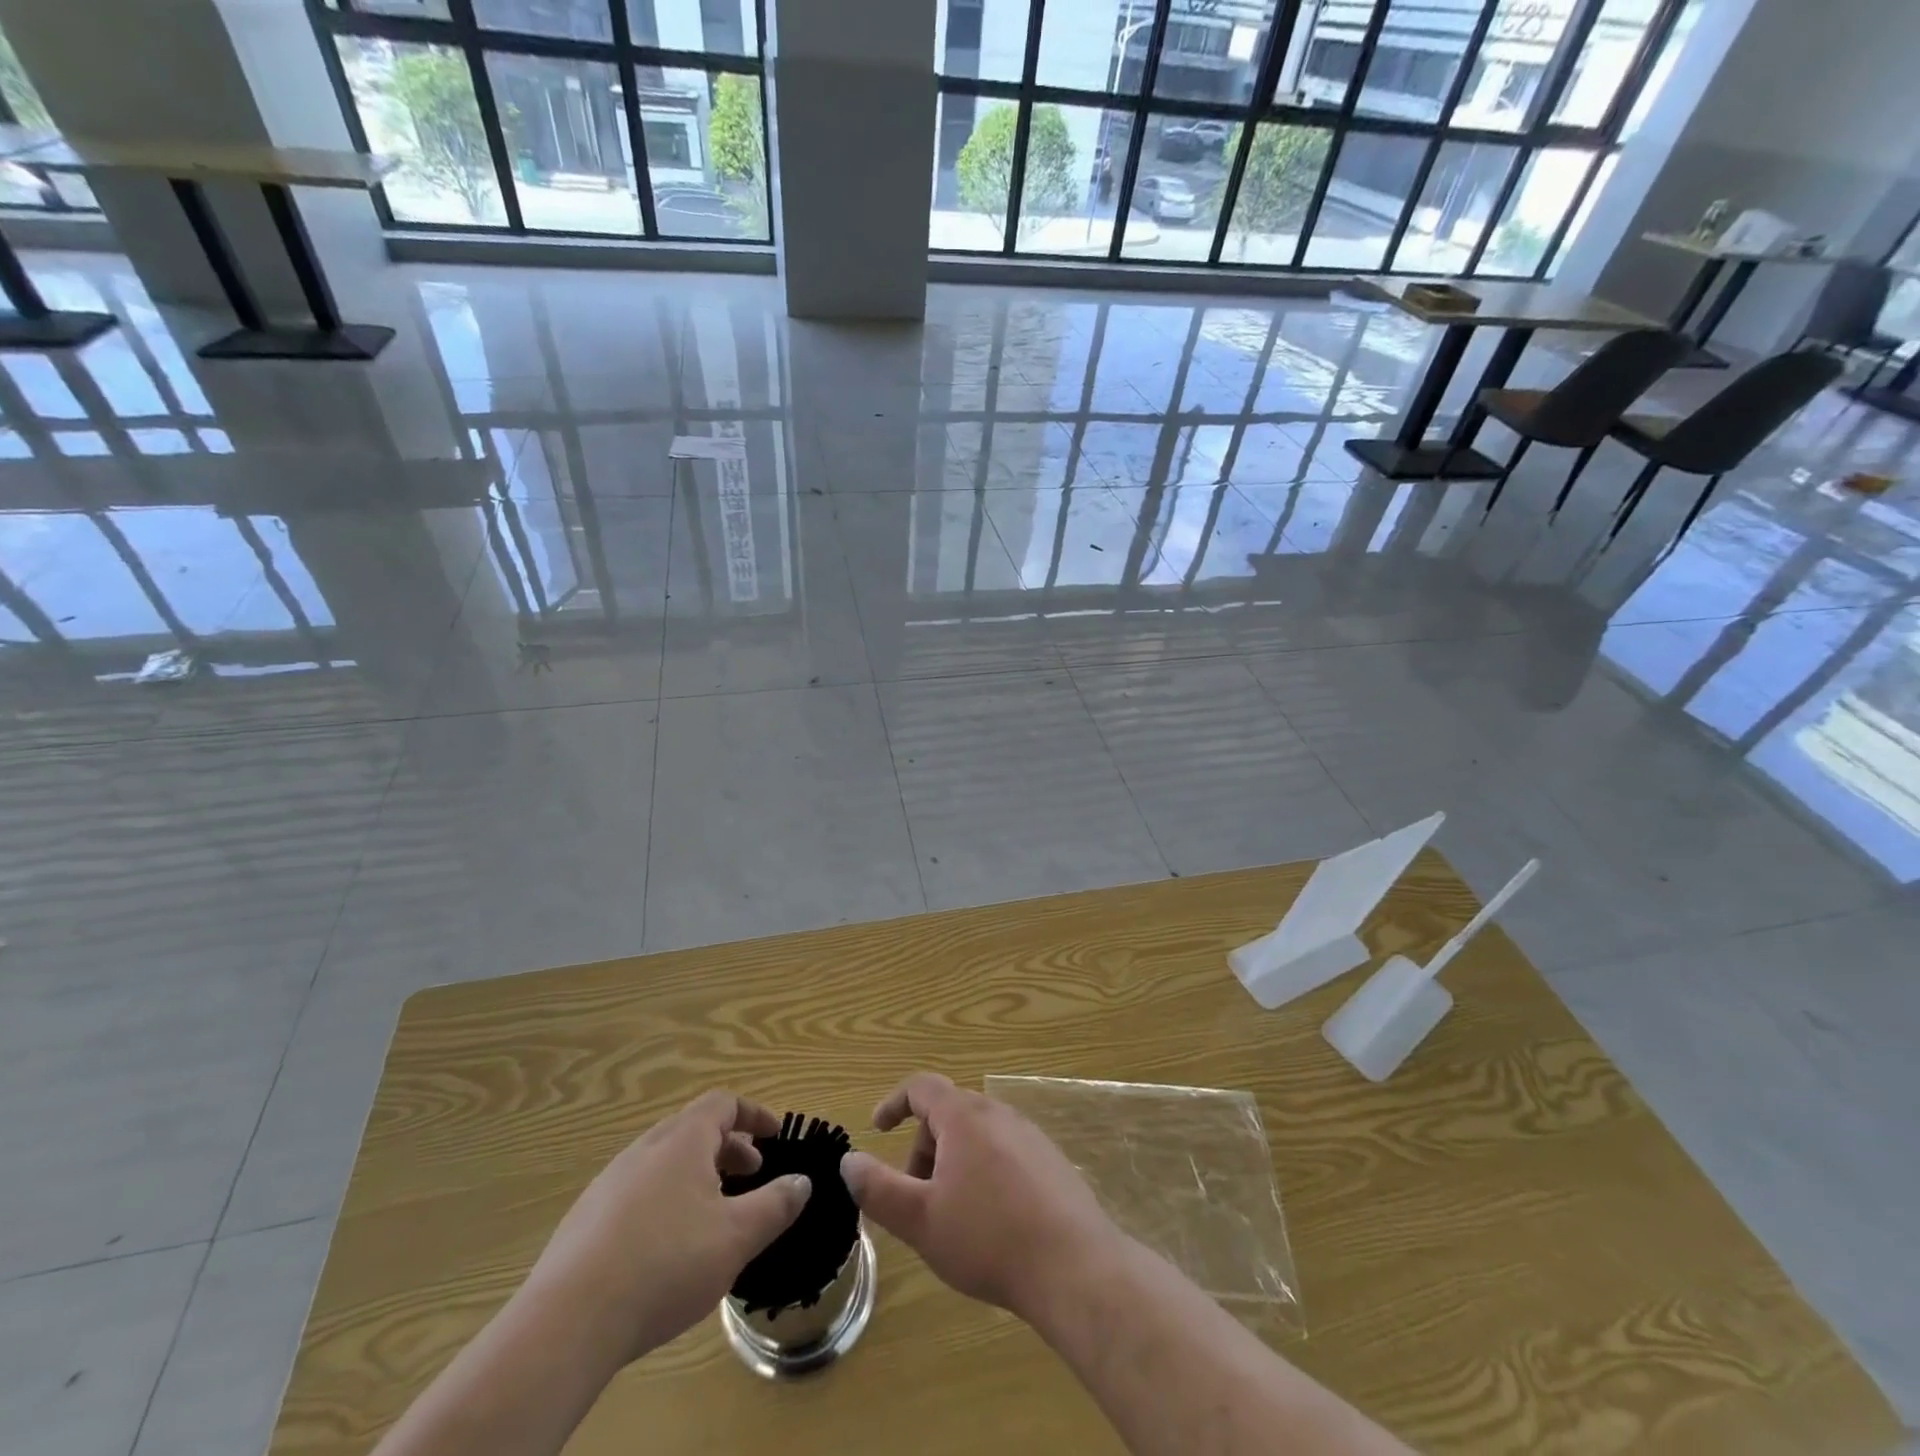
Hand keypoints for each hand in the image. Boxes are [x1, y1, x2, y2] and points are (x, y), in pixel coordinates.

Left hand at [522, 1090, 809, 1365]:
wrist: (566, 1324)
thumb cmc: (665, 1264)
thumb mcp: (737, 1236)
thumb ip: (776, 1204)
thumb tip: (802, 1181)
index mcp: (682, 1140)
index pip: (724, 1103)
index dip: (754, 1114)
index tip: (775, 1134)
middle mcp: (645, 1148)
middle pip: (693, 1129)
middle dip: (729, 1147)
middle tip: (752, 1173)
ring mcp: (609, 1183)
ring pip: (664, 1161)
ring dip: (697, 1173)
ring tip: (714, 1211)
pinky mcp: (585, 1220)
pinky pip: (638, 1191)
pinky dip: (666, 1198)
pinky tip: (667, 1246)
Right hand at [839, 1073, 1122, 1322]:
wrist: (1074, 1266)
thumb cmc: (988, 1238)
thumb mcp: (920, 1220)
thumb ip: (878, 1189)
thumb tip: (849, 1161)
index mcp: (964, 1116)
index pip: (922, 1087)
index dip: (894, 1103)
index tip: (878, 1129)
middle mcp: (998, 1113)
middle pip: (949, 1112)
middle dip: (924, 1147)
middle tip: (917, 1197)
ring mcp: (1029, 1135)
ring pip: (977, 1134)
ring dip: (954, 1162)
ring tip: (953, 1214)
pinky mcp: (1051, 1160)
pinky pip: (1004, 1151)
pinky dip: (984, 1171)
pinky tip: (992, 1221)